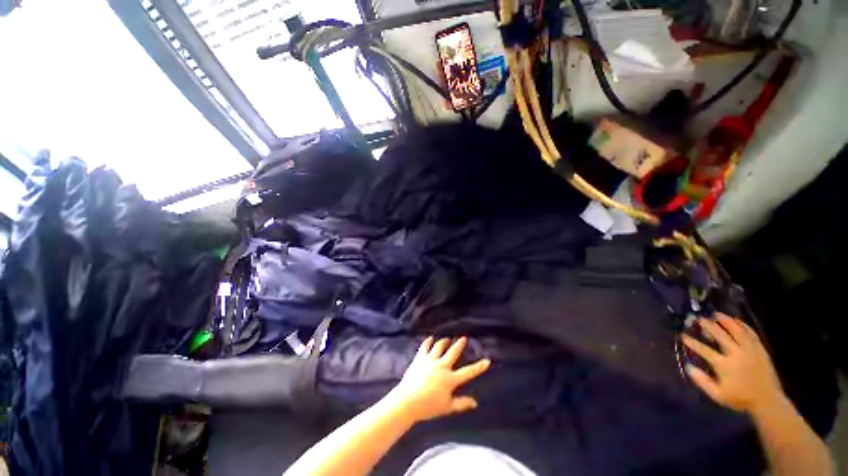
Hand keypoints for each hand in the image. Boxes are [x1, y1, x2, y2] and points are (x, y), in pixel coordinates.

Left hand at [385, 337, 490, 422]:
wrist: (408, 401)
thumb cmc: (428, 407)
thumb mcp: (447, 407)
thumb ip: (461, 404)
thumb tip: (475, 402)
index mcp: (450, 379)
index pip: (468, 372)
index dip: (479, 367)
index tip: (487, 360)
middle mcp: (442, 366)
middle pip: (453, 352)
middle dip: (459, 344)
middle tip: (464, 338)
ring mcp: (430, 360)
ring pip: (439, 346)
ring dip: (444, 341)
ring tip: (447, 339)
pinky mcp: (420, 358)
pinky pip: (425, 347)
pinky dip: (428, 341)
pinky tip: (430, 338)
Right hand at [682, 313, 783, 413]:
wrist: (767, 400)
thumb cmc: (740, 398)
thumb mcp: (718, 395)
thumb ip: (702, 381)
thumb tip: (688, 366)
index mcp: (723, 364)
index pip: (703, 349)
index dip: (692, 342)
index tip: (683, 335)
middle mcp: (735, 353)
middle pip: (719, 335)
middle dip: (708, 326)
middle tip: (699, 318)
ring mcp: (749, 350)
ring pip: (736, 331)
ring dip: (725, 321)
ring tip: (716, 314)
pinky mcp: (759, 349)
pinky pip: (750, 333)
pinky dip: (743, 325)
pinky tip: (737, 320)